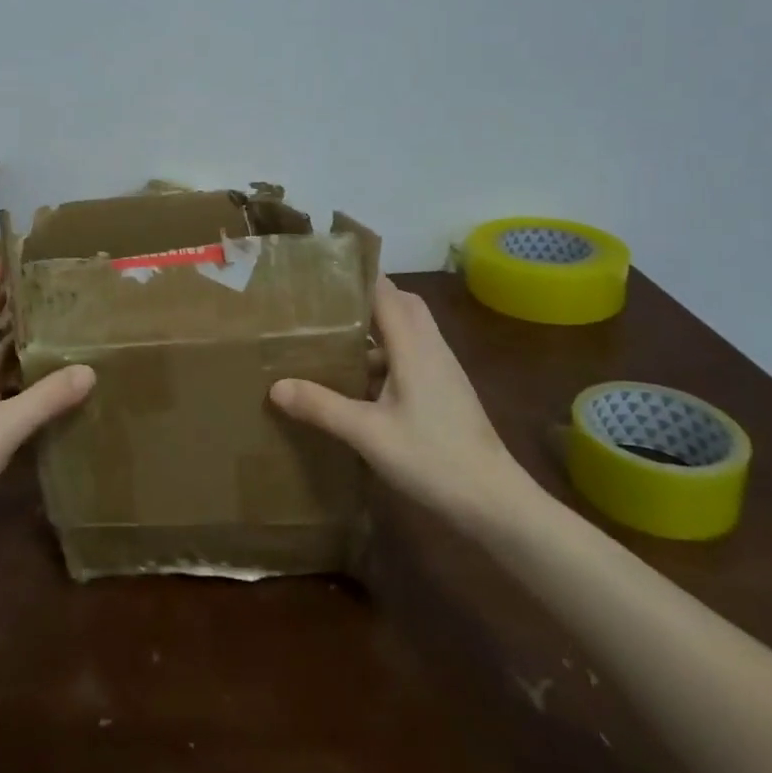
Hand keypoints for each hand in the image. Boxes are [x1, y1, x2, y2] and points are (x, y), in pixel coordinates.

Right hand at [269, 276, 541, 526]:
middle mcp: (432, 349)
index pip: (386, 293)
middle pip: (403, 304)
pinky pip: (414, 355)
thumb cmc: (433, 459)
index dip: (359, 276)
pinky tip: (363, 383)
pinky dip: (388, 355)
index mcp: (414, 348)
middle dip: (368, 297)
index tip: (324, 270)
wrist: (496, 502)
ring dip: (377, 329)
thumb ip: (322, 406)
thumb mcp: (368, 434)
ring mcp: (444, 371)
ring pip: (410, 331)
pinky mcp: (448, 392)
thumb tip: (275, 386)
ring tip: (336, 339)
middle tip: (329, 303)